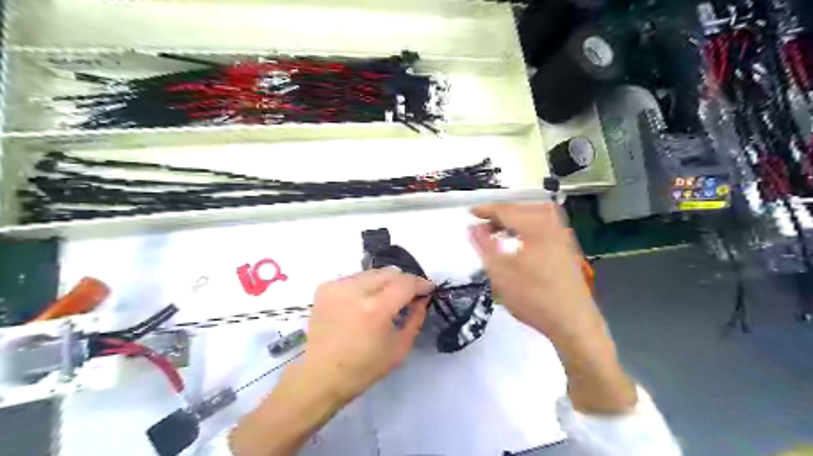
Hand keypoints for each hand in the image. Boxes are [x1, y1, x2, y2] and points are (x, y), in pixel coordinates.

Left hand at [224, 267, 435, 455]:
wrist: (320, 376)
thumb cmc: (364, 368)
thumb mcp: (400, 347)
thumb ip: (416, 317)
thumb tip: (422, 298)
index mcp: (376, 308)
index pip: (406, 282)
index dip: (421, 283)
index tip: (429, 288)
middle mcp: (355, 290)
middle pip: (390, 272)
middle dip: (404, 281)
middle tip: (410, 295)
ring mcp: (338, 286)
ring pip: (372, 273)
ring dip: (385, 282)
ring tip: (387, 299)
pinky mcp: (325, 287)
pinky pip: (355, 278)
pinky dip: (366, 286)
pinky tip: (365, 302)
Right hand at [470, 206, 634, 415]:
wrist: (573, 323)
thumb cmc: (533, 297)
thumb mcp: (500, 272)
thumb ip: (484, 245)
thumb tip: (473, 227)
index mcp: (536, 226)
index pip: (506, 209)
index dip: (486, 209)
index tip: (470, 212)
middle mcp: (552, 225)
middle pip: (522, 209)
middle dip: (500, 214)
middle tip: (483, 224)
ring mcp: (563, 236)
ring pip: (534, 216)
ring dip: (515, 220)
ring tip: (499, 232)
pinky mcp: (567, 248)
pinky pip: (543, 226)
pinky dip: (527, 228)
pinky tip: (519, 242)